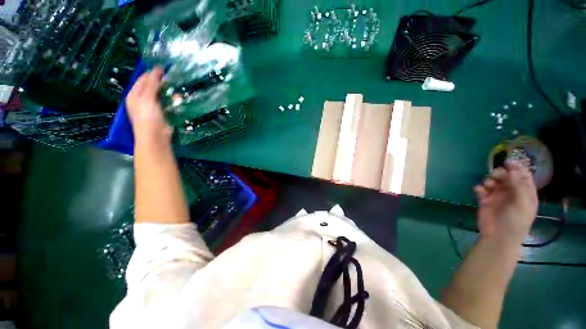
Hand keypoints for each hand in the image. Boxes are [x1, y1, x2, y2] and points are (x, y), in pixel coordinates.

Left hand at [126, 67, 171, 145]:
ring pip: (162, 95)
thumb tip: (158, 69)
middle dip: (163, 84)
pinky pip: (168, 104)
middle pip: (153, 87)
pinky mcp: (162, 113)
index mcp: (135, 94)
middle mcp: (142, 99)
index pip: (143, 79)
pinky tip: (178, 101)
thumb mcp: (147, 98)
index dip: (153, 73)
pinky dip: (173, 102)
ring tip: (177, 94)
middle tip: (172, 81)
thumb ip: (152, 84)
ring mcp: (153, 107)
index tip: (164, 69)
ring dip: (170, 94)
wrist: (155, 136)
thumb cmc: (148, 116)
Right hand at [474, 161, 538, 244]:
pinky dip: (480, 188)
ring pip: (493, 181)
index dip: (517, 168)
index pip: (523, 176)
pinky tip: (479, 190)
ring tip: (487, 185)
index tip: (508, 162)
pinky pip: (481, 189)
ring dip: (489, 180)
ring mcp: (498, 196)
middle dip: (501, 173)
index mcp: (525, 193)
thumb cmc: (515, 222)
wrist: (498, 237)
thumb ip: (519, 187)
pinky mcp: (485, 200)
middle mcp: (512, 192)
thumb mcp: (522, 205)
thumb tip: (513, 170)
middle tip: (495, 175)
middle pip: (507, 177)